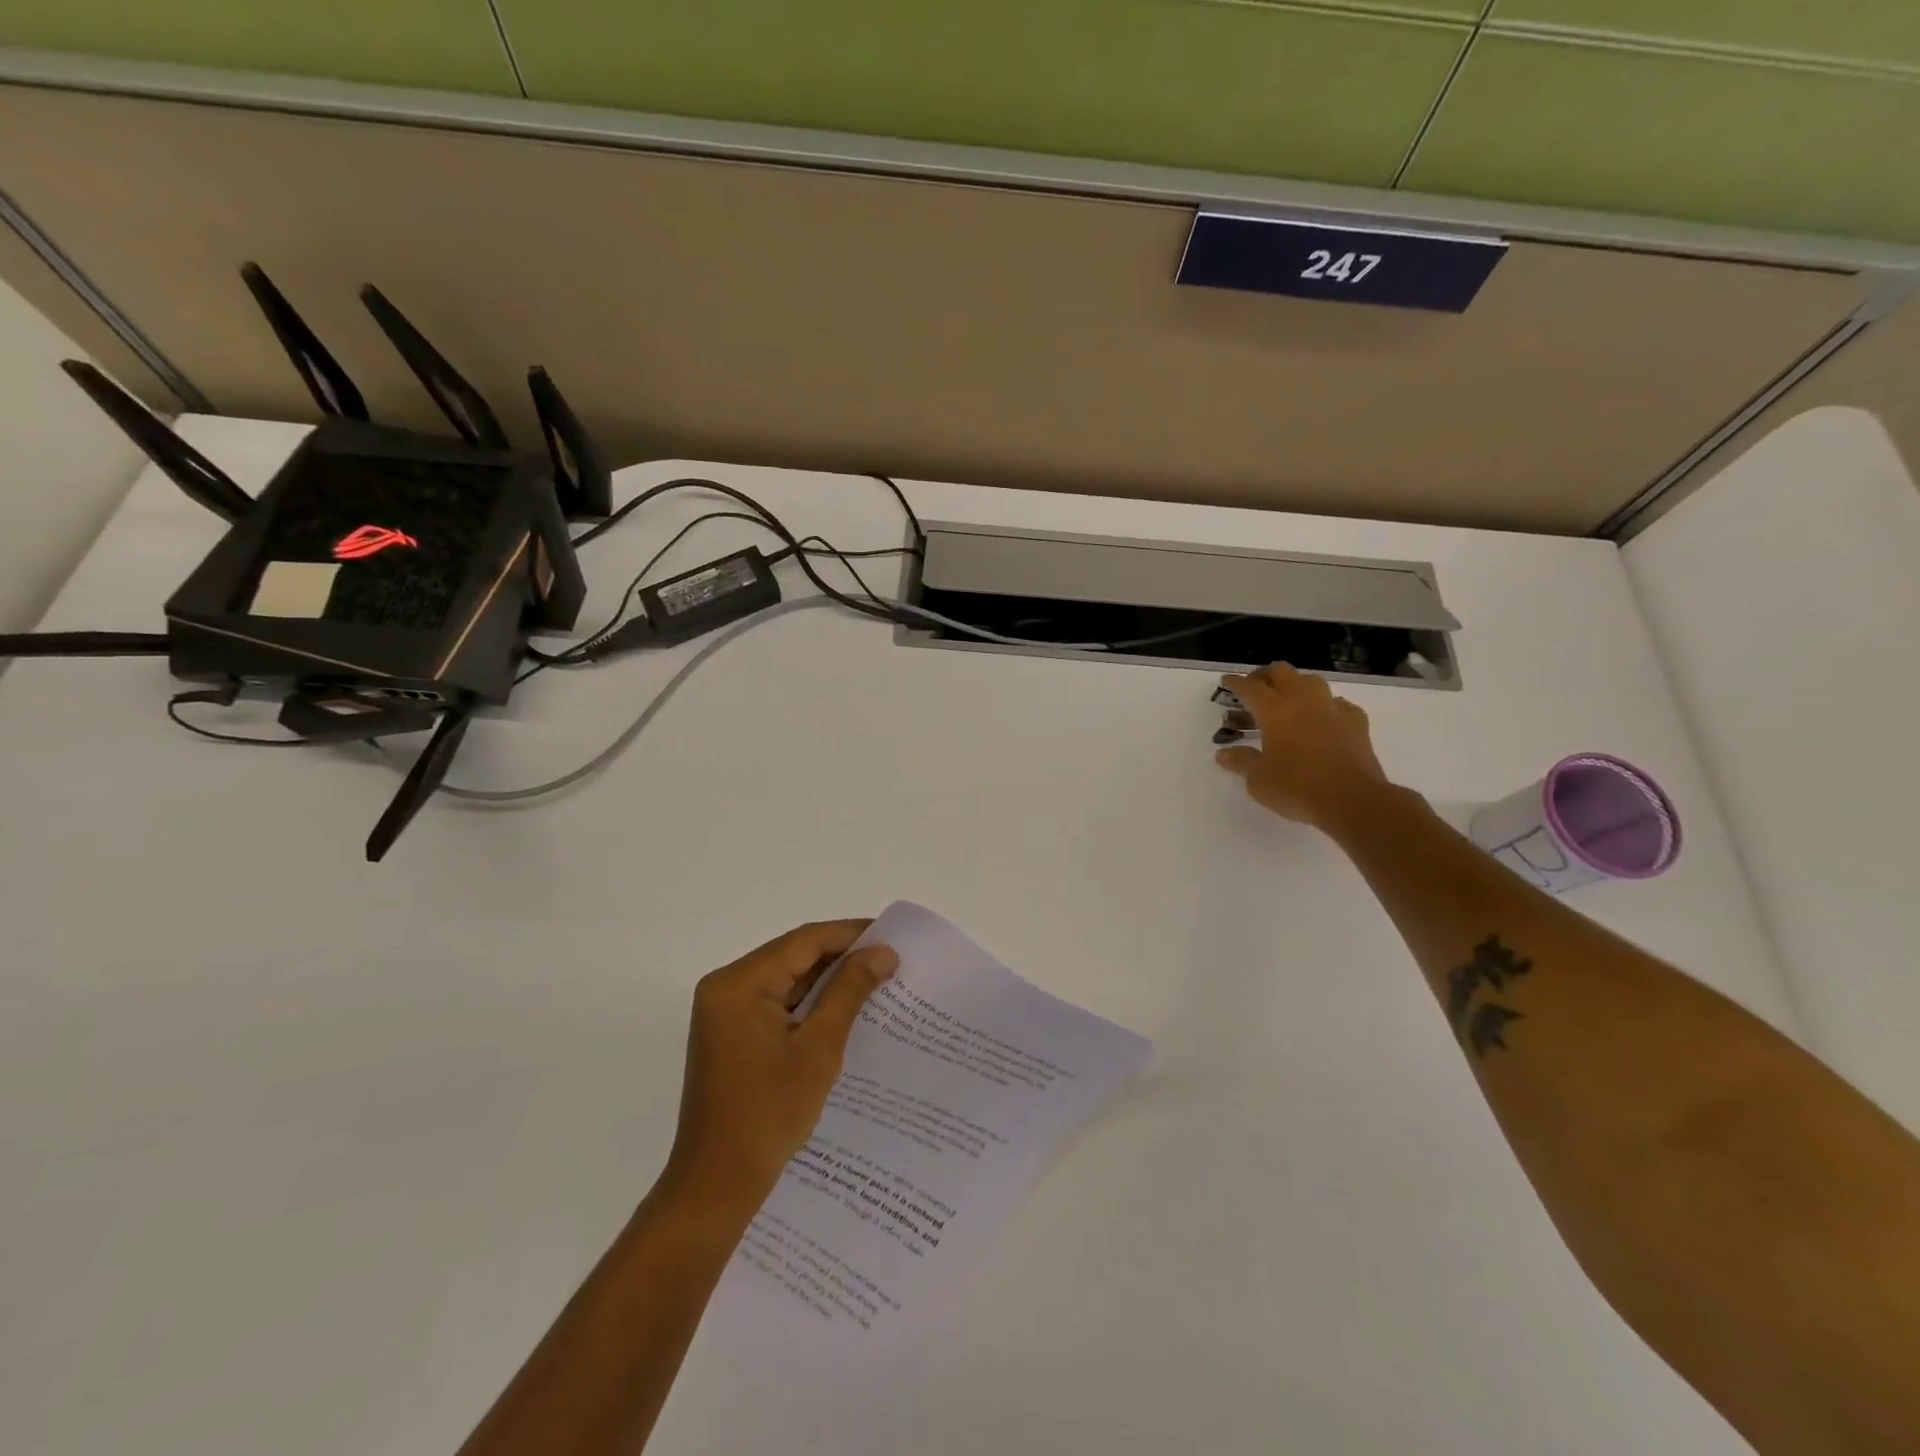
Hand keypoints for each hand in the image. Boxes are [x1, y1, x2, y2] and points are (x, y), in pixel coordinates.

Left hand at [663, 921, 898, 1216]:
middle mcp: (726, 987)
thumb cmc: (769, 1112)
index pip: (803, 941)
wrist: (717, 1184)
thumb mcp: (819, 1047)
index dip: (850, 934)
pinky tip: (844, 1008)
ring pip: (786, 979)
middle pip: (793, 956)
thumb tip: (883, 952)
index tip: (891, 937)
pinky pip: (776, 1002)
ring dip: (827, 980)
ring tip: (875, 980)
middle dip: (841, 957)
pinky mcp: (731, 1033)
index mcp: (739, 983)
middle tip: (889, 960)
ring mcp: (725, 1011)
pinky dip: (808, 1003)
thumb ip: (850, 991)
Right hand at [1214, 663, 1389, 831]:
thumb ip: (1241, 761)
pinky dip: (1324, 706)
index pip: (1250, 687)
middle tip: (1254, 688)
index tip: (1226, 681)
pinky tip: (1321, 719)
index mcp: (1274, 711)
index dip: (1236, 683)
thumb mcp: (1258, 780)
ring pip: (1311, 680)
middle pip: (1281, 672)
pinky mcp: (1356, 721)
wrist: (1353, 800)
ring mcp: (1333, 708)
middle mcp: (1303, 701)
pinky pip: (1336, 702)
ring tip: (1287, 699)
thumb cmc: (1297, 788)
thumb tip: (1223, 754)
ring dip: (1295, 684)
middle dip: (1264, 675)